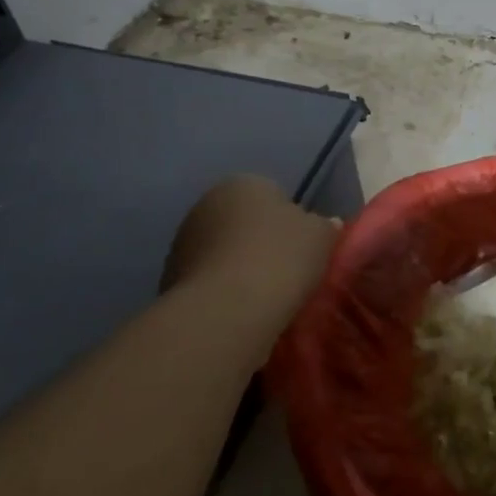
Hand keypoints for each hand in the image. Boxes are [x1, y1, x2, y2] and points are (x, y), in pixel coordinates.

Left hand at [158, 176, 338, 350]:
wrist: (226, 312)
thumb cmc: (279, 259)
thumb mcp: (321, 236)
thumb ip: (325, 226)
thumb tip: (326, 224)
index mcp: (242, 184)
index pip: (272, 195)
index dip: (291, 221)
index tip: (303, 248)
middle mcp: (205, 205)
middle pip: (244, 223)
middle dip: (261, 243)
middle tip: (287, 271)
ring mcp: (182, 243)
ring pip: (224, 253)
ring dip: (240, 268)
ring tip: (265, 297)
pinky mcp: (169, 281)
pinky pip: (210, 281)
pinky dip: (224, 292)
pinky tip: (242, 312)